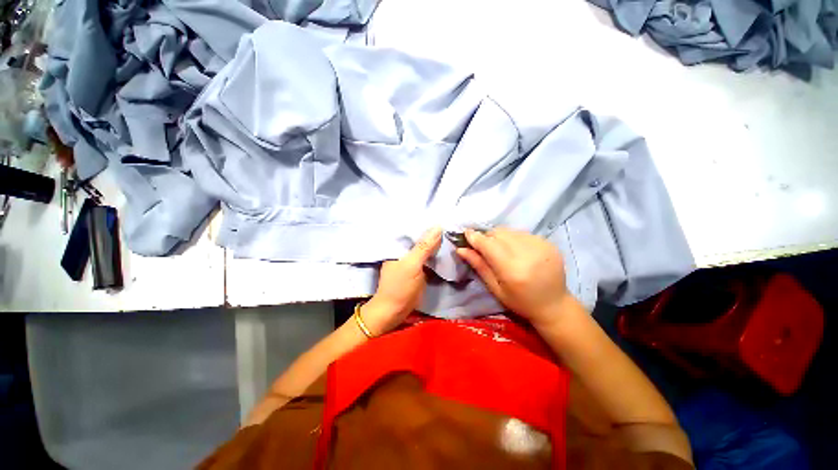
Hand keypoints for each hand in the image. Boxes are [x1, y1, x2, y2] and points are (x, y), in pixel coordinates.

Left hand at [361, 227, 442, 335]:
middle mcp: (404, 249)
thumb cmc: (400, 287)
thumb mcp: (412, 265)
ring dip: (436, 243)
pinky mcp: (418, 268)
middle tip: (452, 223)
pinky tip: (446, 248)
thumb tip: (438, 226)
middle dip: (434, 232)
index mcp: (398, 245)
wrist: (394, 311)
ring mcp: (411, 259)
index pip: (414, 228)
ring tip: (452, 232)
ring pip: (425, 247)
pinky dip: (436, 254)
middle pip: (421, 237)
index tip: (443, 214)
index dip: (427, 222)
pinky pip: (427, 257)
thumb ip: (424, 247)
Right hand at [456, 227, 571, 327]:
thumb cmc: (520, 301)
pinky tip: (516, 250)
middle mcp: (528, 255)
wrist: (554, 305)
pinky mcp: (549, 243)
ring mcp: (541, 246)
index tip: (466, 233)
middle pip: (499, 233)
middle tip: (484, 246)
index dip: (475, 237)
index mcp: (513, 270)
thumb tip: (461, 249)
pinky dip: (513, 238)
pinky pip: (522, 233)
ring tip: (500, 249)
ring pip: (510, 231)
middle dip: (487, 237)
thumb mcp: (495, 288)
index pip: (489, 245)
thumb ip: (479, 266)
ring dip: (500, 236)